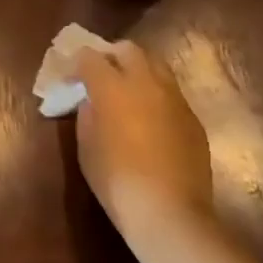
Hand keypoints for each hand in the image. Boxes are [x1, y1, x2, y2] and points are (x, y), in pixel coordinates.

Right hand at [75, 41, 214, 245]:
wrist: (169, 213)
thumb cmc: (116, 181)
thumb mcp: (86, 148)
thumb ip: (87, 115)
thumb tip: (92, 102)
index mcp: (112, 86)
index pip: (89, 56)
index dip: (76, 64)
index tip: (70, 79)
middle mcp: (146, 82)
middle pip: (128, 49)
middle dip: (111, 56)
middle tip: (101, 76)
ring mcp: (174, 98)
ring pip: (156, 66)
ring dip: (138, 72)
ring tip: (128, 94)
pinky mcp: (193, 118)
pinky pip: (171, 94)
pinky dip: (156, 97)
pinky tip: (151, 121)